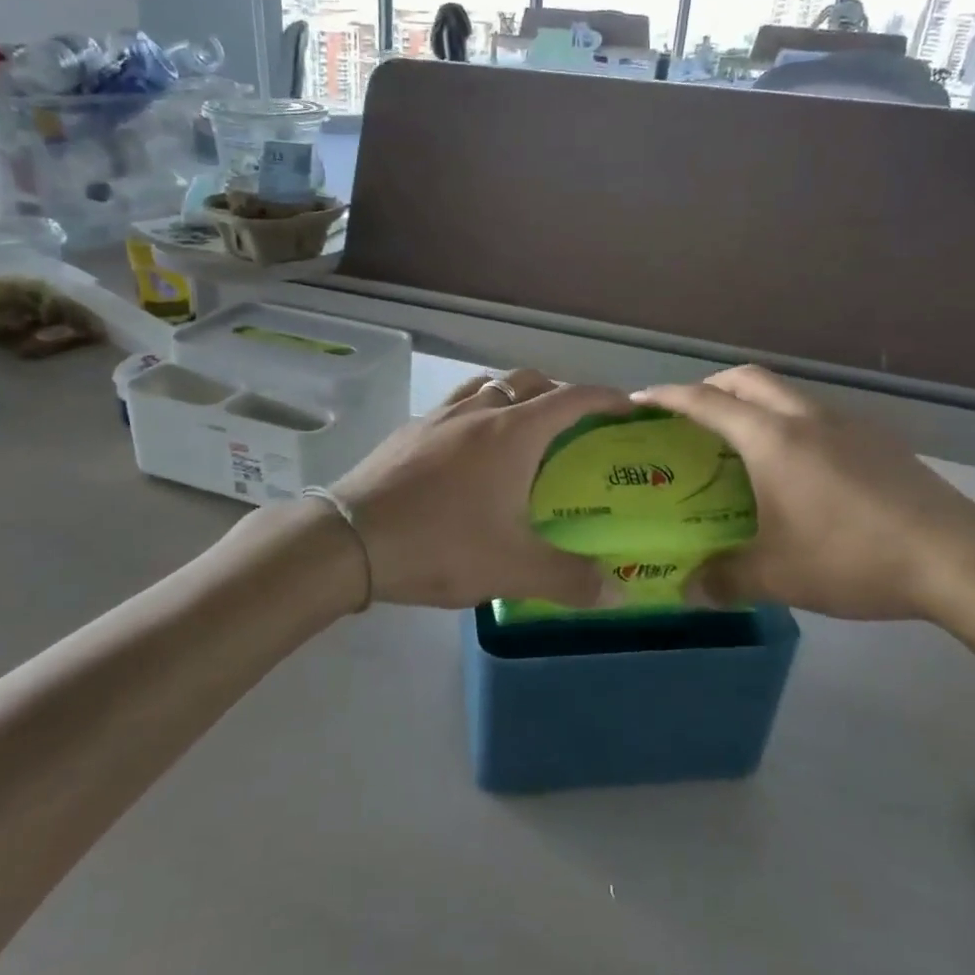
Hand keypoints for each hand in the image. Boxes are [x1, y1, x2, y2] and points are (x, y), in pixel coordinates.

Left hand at [330, 369, 631, 609]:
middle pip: (527, 381)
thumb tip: (615, 593)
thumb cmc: (439, 544)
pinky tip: (466, 452)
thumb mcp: (511, 568)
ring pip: (486, 386)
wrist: (348, 540)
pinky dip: (474, 413)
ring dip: (511, 395)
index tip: (625, 406)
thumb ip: (568, 578)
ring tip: (519, 429)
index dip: (604, 397)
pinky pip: (453, 406)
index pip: (571, 398)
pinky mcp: (407, 432)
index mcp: (512, 433)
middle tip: (573, 423)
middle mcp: (477, 412)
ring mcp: (437, 417)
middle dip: (558, 392)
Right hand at [633, 366, 974, 620]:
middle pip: (748, 379)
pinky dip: (789, 423)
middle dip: (711, 386)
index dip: (669, 396)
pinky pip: (817, 416)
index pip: (707, 402)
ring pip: (787, 394)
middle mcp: (806, 418)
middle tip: (689, 414)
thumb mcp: (778, 576)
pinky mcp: (878, 441)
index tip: (640, 399)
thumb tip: (689, 589)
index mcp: (772, 439)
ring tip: (740, 442)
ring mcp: (848, 425)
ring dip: (754, 403)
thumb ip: (725, 579)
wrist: (958, 560)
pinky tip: (797, 468)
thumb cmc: (853, 558)